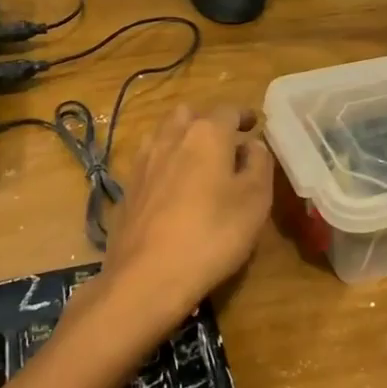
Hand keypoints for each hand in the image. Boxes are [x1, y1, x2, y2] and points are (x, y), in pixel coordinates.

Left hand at [94, 104, 274, 345]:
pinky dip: (164, 163)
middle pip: (189, 114)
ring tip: (197, 161)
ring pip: (163, 134)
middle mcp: (170, 137)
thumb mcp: (255, 200)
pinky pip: (149, 161)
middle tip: (225, 142)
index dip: (245, 115)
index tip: (255, 124)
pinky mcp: (127, 188)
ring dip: (182, 138)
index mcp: (206, 134)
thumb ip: (259, 164)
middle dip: (208, 121)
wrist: (146, 277)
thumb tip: (253, 146)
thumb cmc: (212, 234)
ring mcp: (143, 162)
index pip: (229, 110)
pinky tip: (172, 187)